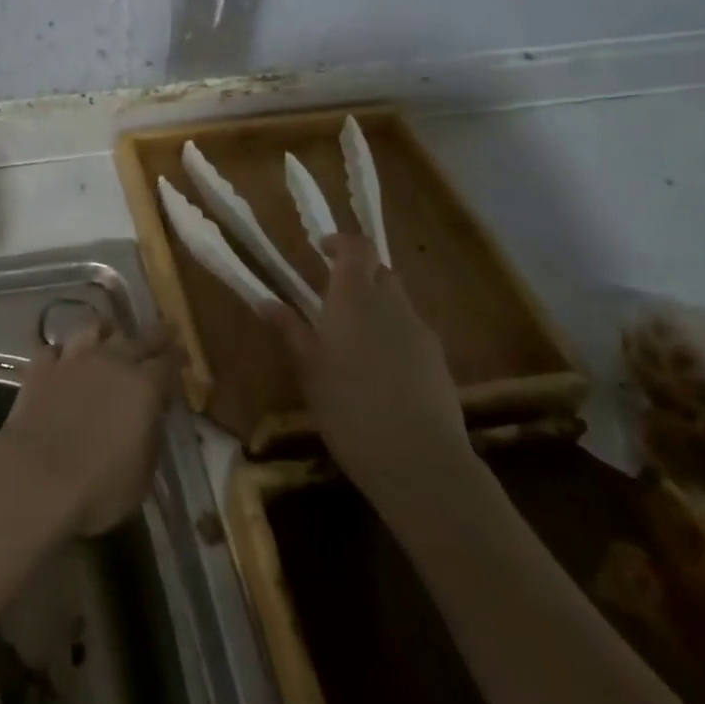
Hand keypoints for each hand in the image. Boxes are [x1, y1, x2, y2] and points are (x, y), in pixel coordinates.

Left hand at [0, 324, 176, 536]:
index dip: (178, 358)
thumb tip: (150, 416)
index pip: (168, 362)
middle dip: (155, 334)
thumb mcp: (143, 473)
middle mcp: (111, 361)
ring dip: (106, 331)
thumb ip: (151, 435)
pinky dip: (64, 351)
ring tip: (110, 332)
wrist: (36, 478)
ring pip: (94, 329)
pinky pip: (56, 348)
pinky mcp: (41, 366)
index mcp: (144, 386)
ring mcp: (73, 359)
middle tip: (164, 328)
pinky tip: (65, 358)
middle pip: (138, 337)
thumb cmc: (99, 488)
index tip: (183, 358)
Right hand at [276, 234, 470, 496]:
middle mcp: (392, 304)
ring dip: (377, 308)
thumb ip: (290, 329)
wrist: (419, 461)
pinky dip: (395, 338)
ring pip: (398, 303)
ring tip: (354, 341)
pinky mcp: (440, 363)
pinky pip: (413, 334)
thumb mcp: (308, 369)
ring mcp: (421, 333)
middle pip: (380, 272)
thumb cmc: (349, 406)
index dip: (341, 242)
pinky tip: (381, 374)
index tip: (322, 250)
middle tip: (333, 298)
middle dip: (359, 276)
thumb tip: (265, 301)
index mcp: (355, 296)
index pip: (357, 247)